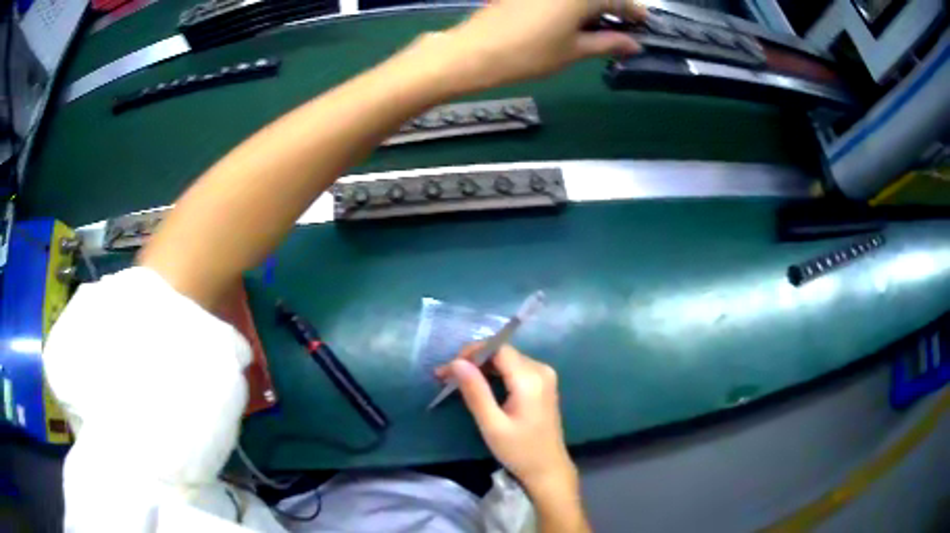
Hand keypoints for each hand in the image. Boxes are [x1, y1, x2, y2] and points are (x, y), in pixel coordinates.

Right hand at [435, 344, 576, 492]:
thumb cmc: (519, 451)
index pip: (497, 348)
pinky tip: (477, 386)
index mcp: (530, 378)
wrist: (548, 469)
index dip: (470, 353)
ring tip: (455, 381)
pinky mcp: (542, 384)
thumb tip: (457, 363)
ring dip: (481, 367)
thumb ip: (475, 392)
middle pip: (502, 353)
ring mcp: (544, 376)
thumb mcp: (492, 425)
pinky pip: (514, 369)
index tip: (448, 369)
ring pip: (506, 359)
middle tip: (445, 377)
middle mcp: (541, 370)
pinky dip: (494, 374)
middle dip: (472, 361)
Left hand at [444, 0, 647, 89]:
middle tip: (622, 31)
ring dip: (593, 8)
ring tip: (599, 30)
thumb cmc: (528, 53)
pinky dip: (572, 6)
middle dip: (613, 9)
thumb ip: (607, 43)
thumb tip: (634, 44)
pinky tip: (574, 22)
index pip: (620, 0)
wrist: (473, 52)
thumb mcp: (574, 51)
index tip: (645, 26)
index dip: (635, 13)